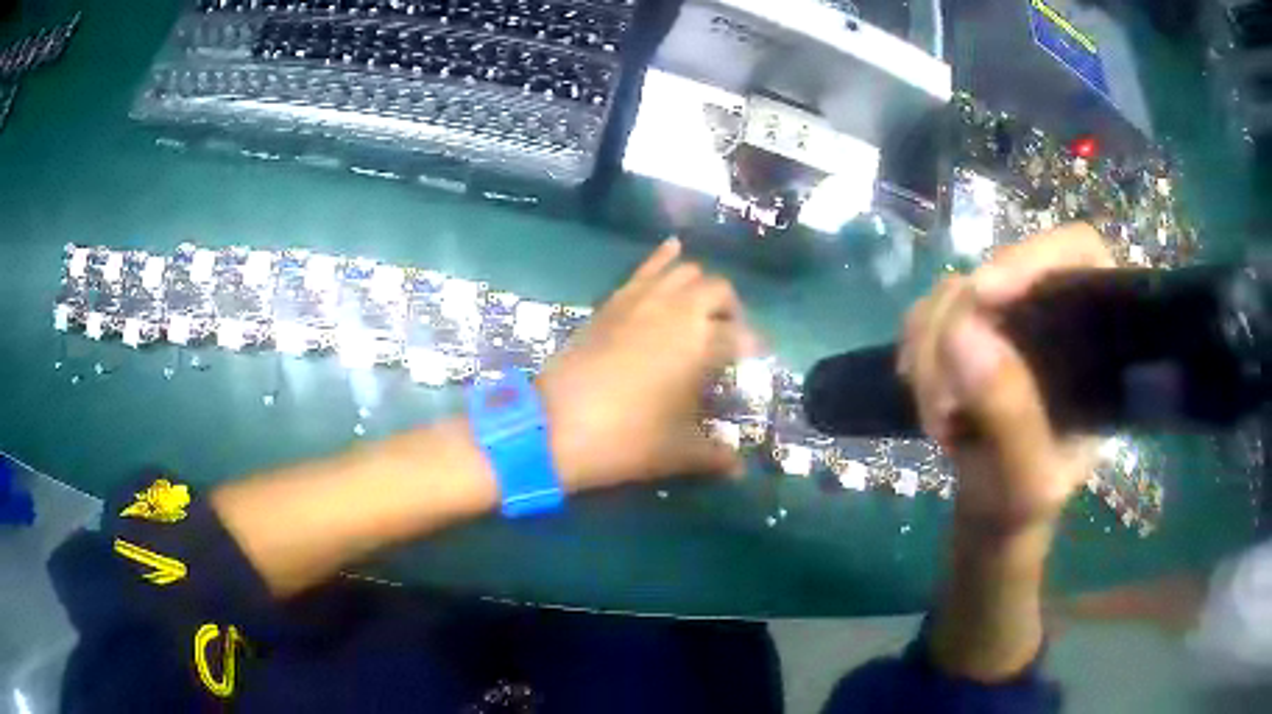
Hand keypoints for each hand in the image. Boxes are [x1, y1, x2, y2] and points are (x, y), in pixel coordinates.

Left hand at [537, 238, 754, 492]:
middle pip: (719, 292)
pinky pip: (645, 269)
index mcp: (701, 345)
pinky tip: (673, 248)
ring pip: (685, 272)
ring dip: (701, 286)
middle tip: (728, 337)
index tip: (754, 360)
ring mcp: (642, 301)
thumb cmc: (626, 439)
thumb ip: (715, 457)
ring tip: (702, 309)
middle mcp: (678, 312)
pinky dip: (663, 258)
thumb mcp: (677, 452)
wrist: (554, 426)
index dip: (752, 348)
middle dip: (731, 311)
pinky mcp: (613, 301)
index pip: (740, 337)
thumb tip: (739, 469)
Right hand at [900, 224, 1114, 534]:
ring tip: (937, 416)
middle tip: (943, 399)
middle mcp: (1054, 311)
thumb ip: (1011, 418)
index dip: (1031, 258)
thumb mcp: (1028, 481)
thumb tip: (963, 332)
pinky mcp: (970, 328)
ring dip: (930, 348)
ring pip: (955, 292)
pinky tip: (924, 396)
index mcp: (1097, 335)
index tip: (982, 295)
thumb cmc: (1026, 502)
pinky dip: (916, 352)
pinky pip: (927, 314)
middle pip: (1001, 269)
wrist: (992, 510)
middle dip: (959, 327)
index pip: (1077, 253)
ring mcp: (1008, 316)